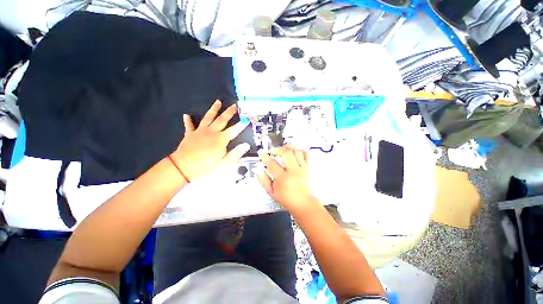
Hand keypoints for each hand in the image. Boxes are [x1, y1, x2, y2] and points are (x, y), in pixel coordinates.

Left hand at [171, 100, 249, 180]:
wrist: (183, 167)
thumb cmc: (206, 166)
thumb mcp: (224, 163)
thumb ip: (236, 153)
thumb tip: (246, 145)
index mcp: (221, 139)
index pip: (234, 130)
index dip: (241, 124)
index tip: (247, 118)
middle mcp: (211, 132)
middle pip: (222, 120)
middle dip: (229, 112)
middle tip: (234, 105)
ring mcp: (200, 132)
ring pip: (208, 118)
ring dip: (213, 109)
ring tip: (218, 102)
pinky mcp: (190, 134)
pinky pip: (189, 125)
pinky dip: (188, 120)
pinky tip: (186, 115)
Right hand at [257, 145, 315, 211]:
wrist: (302, 203)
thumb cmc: (287, 198)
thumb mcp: (272, 193)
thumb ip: (264, 181)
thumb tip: (259, 171)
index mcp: (283, 178)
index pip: (272, 164)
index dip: (265, 157)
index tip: (262, 153)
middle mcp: (293, 171)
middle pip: (286, 154)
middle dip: (278, 149)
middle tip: (273, 151)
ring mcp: (302, 168)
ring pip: (296, 152)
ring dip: (289, 147)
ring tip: (284, 148)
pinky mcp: (308, 168)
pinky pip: (306, 155)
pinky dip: (301, 150)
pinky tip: (295, 151)